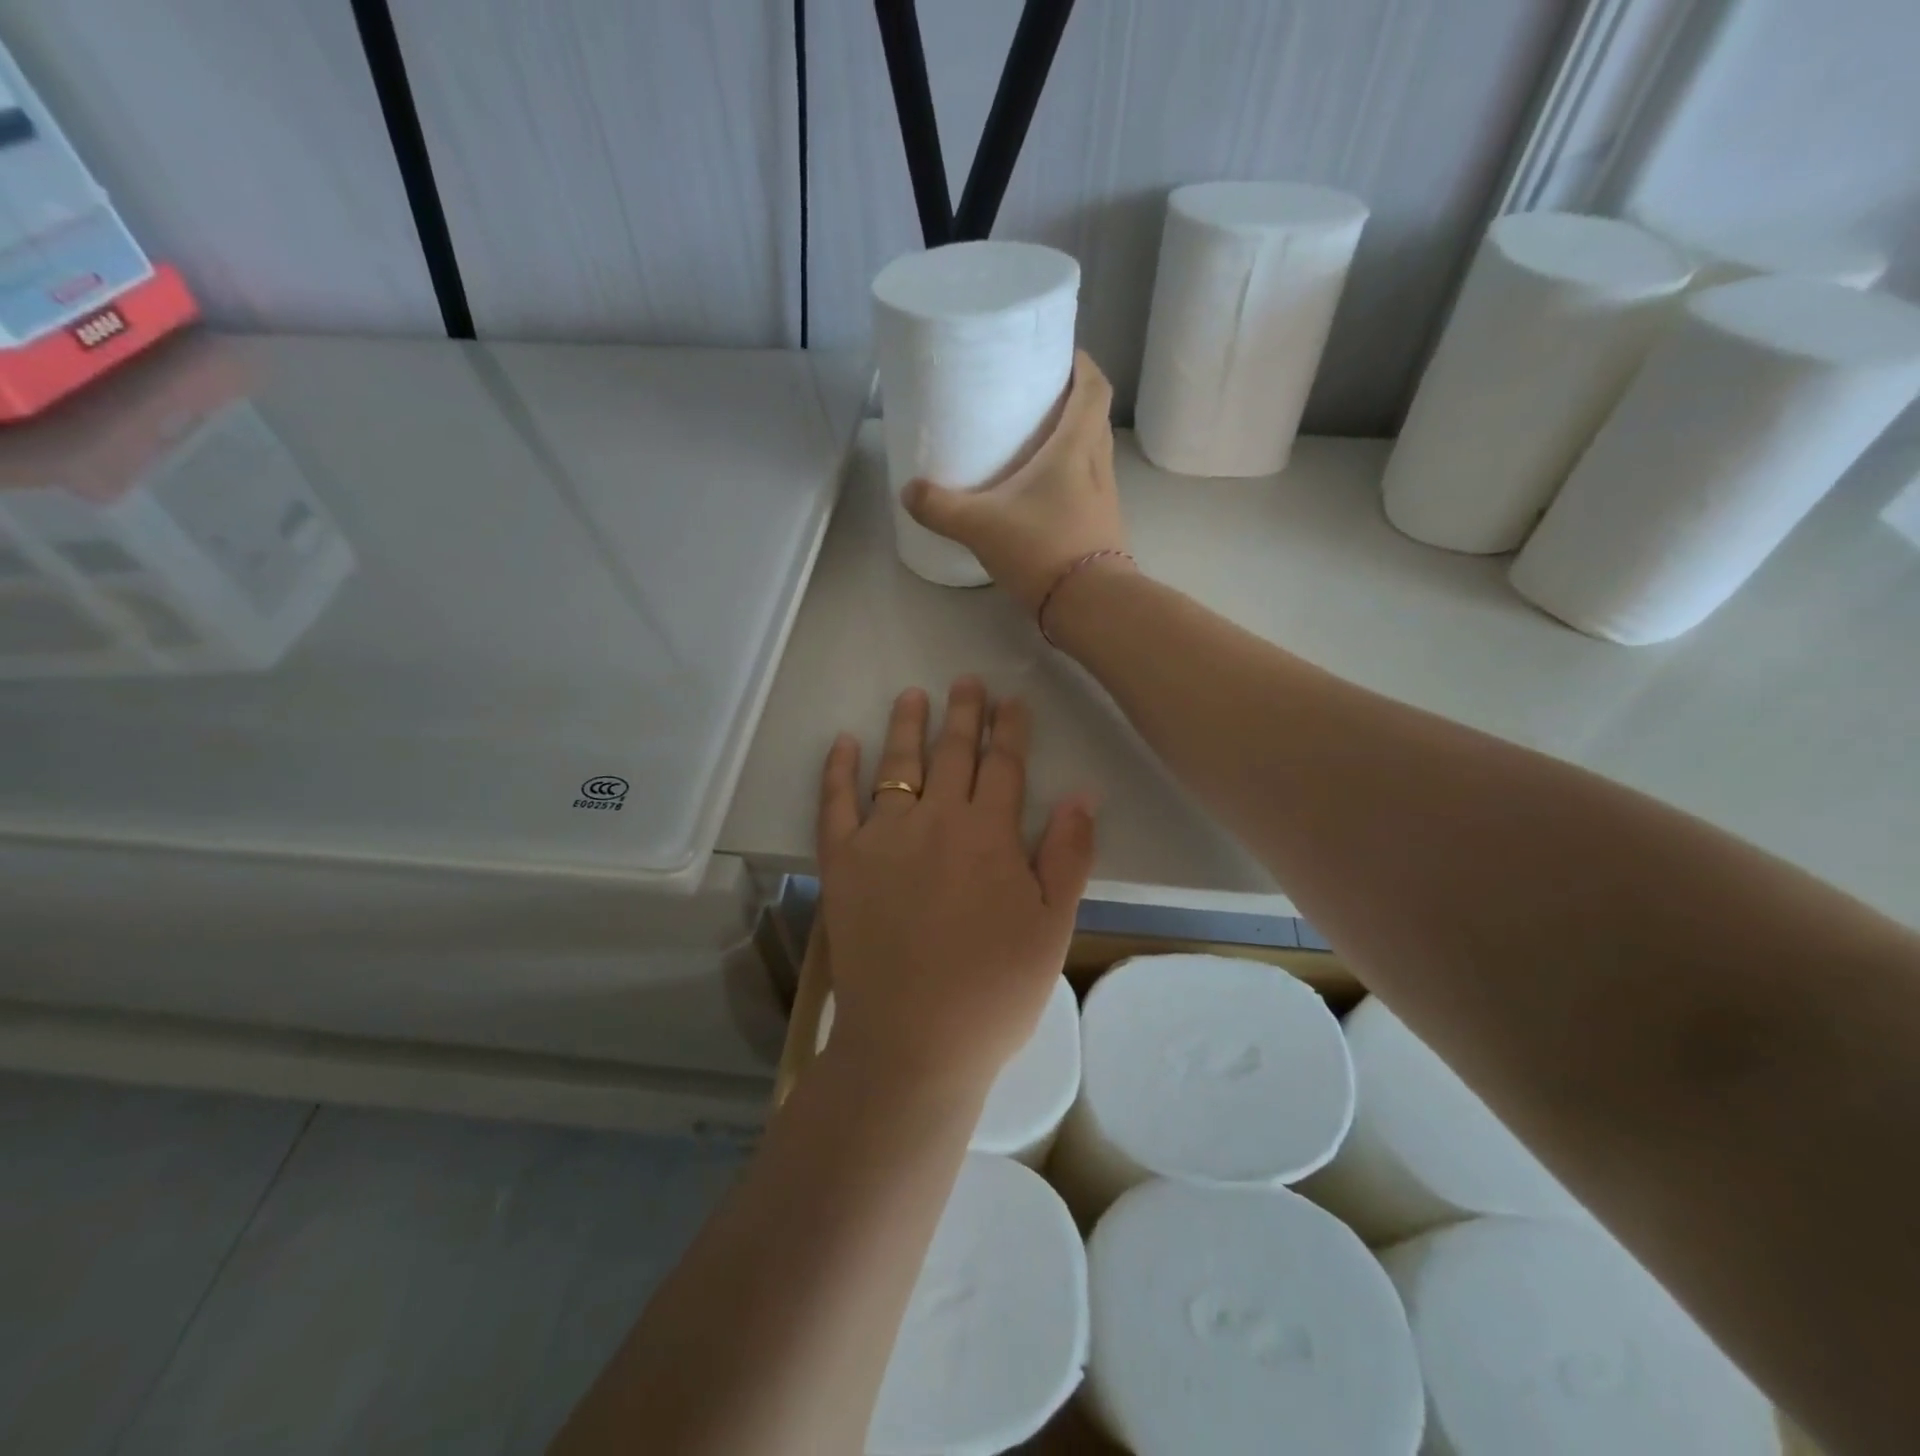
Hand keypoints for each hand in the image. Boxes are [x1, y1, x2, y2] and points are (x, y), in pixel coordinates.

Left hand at [816, 678, 1095, 1096]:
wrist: (913, 1042)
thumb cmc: (994, 991)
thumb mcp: (1052, 928)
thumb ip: (1068, 857)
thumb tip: (1083, 794)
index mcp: (990, 835)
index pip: (1004, 766)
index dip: (1010, 729)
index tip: (1012, 700)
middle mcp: (935, 821)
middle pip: (952, 754)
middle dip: (963, 713)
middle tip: (966, 681)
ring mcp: (883, 838)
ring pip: (897, 765)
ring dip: (907, 725)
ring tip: (913, 695)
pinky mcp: (843, 863)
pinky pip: (835, 804)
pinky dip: (837, 770)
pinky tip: (842, 743)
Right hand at [904, 351, 1126, 614]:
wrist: (1090, 606)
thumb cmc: (1042, 549)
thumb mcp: (981, 526)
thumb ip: (941, 507)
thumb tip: (909, 491)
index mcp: (1076, 446)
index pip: (1093, 387)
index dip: (1081, 364)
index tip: (1058, 355)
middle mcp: (1098, 465)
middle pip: (1093, 417)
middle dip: (1069, 400)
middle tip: (1034, 399)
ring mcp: (1104, 498)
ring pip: (1091, 454)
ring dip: (1070, 441)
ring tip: (1033, 444)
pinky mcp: (1101, 527)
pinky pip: (1086, 487)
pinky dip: (1068, 479)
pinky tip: (1040, 496)